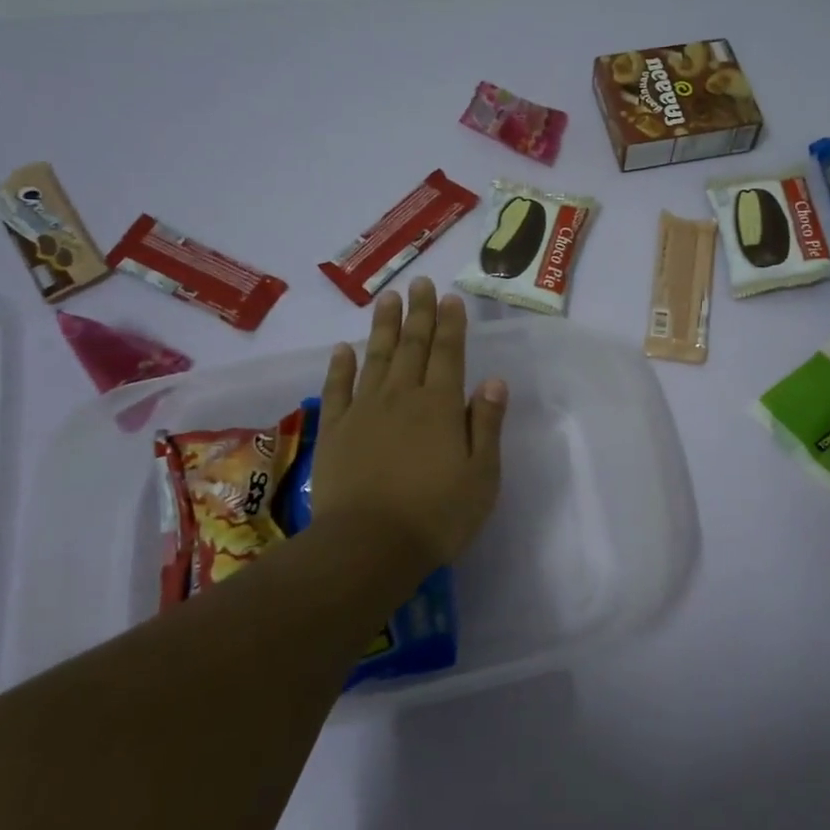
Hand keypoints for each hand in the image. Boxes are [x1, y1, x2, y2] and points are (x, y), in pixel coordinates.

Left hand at [311, 278, 507, 577]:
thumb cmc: (437, 515)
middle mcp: (402, 397)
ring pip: (375, 358)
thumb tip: (494, 381)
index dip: (450, 324)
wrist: (369, 546)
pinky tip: (343, 348)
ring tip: (387, 298)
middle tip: (419, 283)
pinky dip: (340, 366)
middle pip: (412, 346)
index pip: (448, 354)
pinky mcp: (335, 430)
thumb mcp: (482, 475)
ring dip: (382, 326)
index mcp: (440, 406)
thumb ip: (486, 424)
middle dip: (418, 313)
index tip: (449, 298)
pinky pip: (337, 389)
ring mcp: (364, 411)